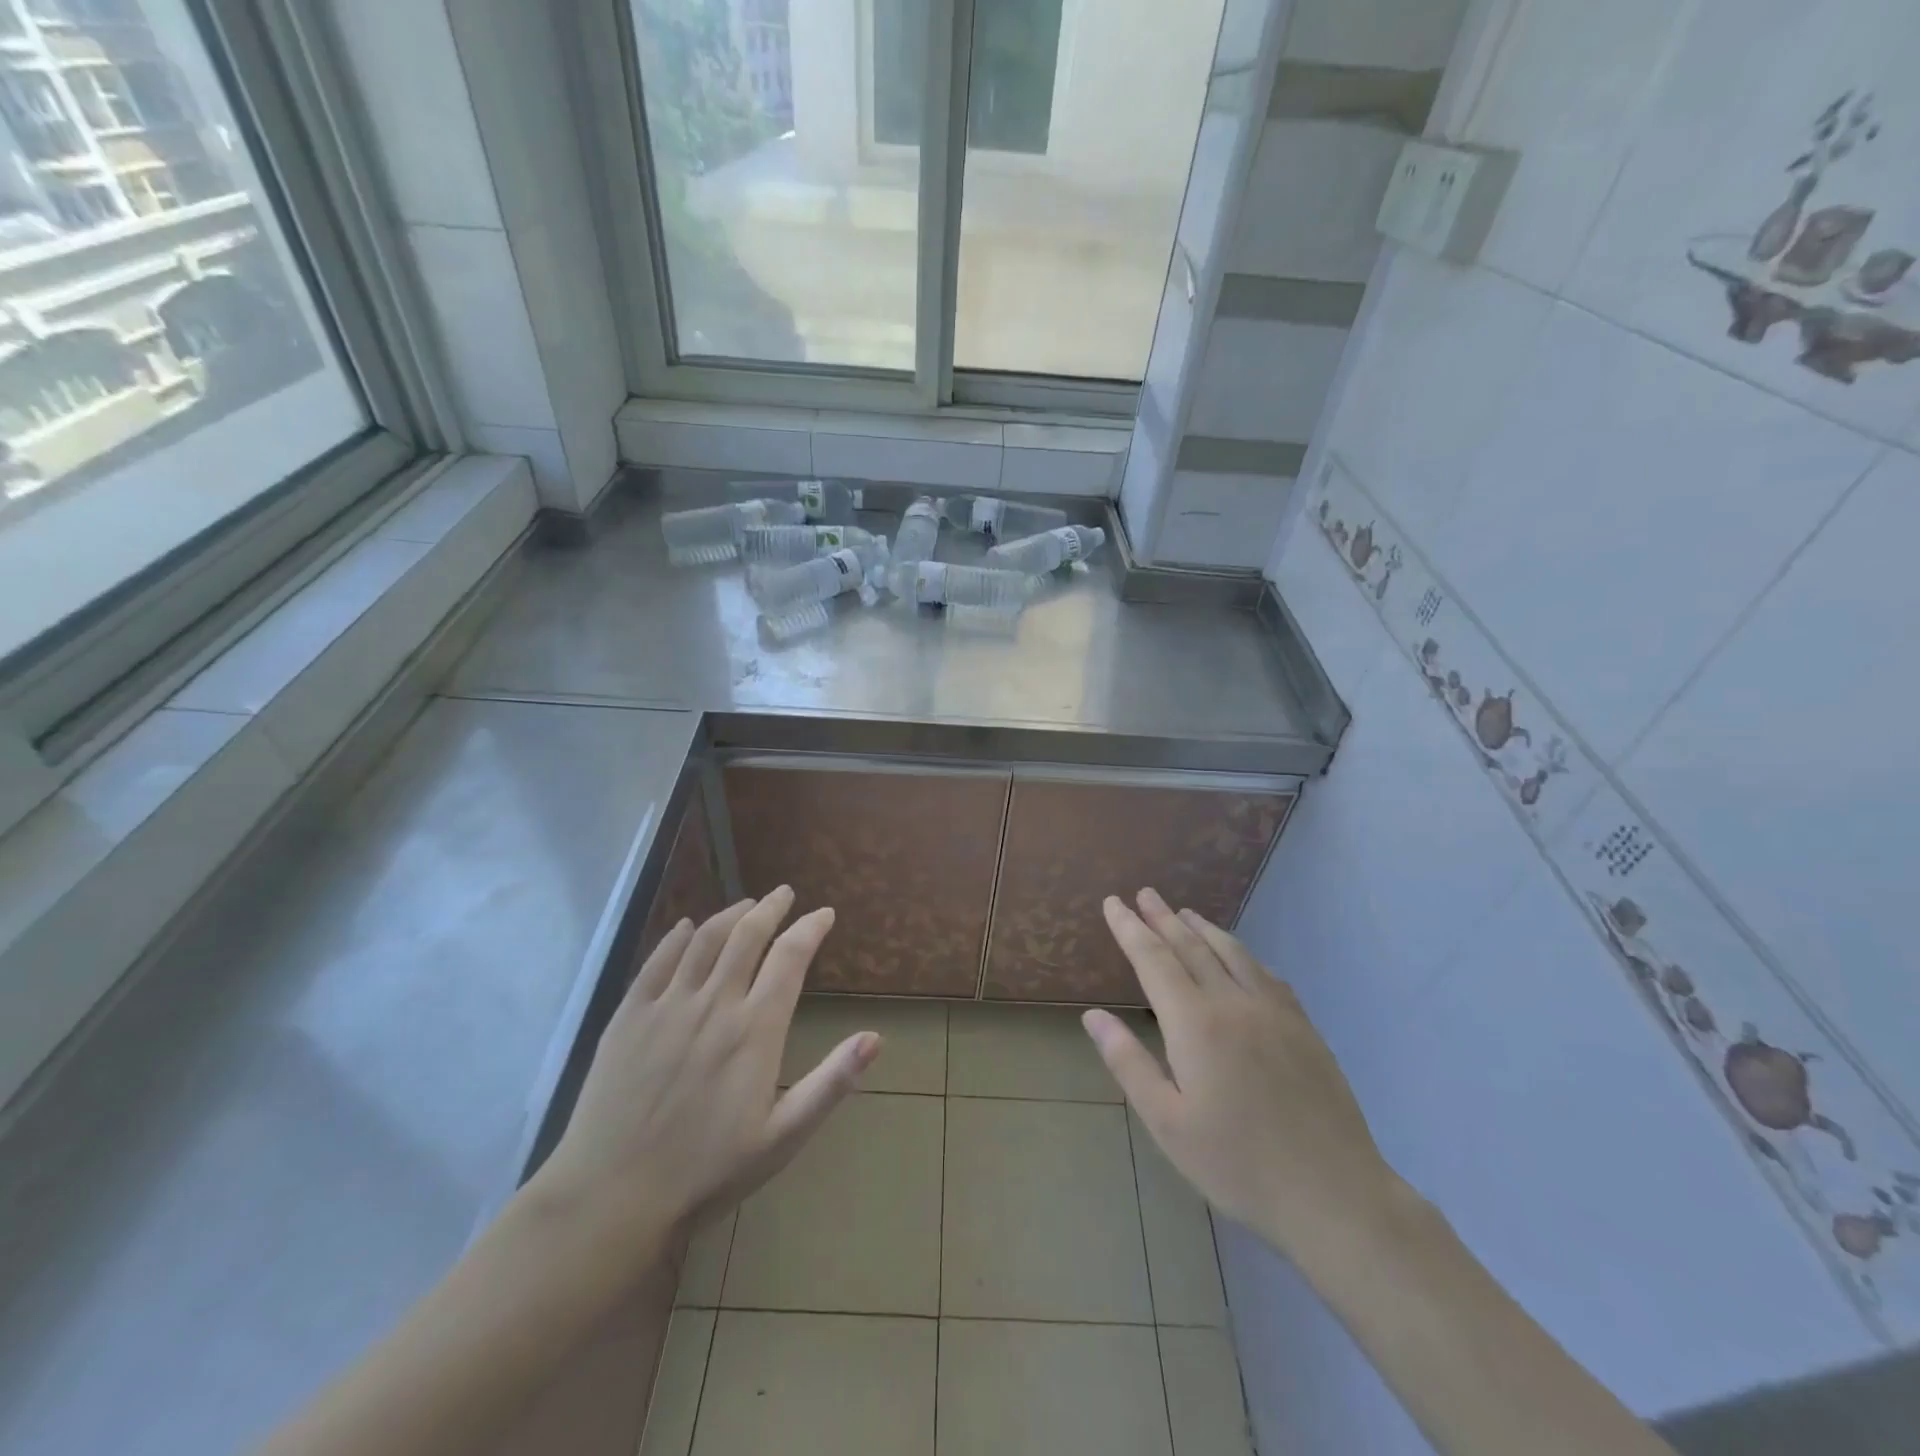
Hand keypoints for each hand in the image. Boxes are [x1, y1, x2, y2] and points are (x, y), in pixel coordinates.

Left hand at [527, 889, 878, 1274]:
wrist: (612, 1199)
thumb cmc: (707, 1173)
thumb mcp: (782, 1138)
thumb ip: (831, 1083)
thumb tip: (875, 1038)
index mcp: (755, 1030)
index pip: (790, 957)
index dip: (810, 928)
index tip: (824, 913)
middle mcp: (714, 1004)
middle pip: (747, 935)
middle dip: (771, 908)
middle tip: (784, 894)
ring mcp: (667, 1006)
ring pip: (704, 939)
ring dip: (730, 915)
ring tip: (746, 904)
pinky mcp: (629, 1016)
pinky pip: (657, 961)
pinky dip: (677, 937)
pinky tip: (686, 927)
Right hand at [1083, 889, 1401, 1255]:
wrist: (1333, 1193)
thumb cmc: (1238, 1164)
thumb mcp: (1167, 1122)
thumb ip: (1128, 1062)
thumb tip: (1093, 1015)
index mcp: (1195, 1023)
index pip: (1153, 959)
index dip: (1130, 929)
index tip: (1113, 902)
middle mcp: (1233, 1002)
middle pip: (1190, 946)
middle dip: (1162, 918)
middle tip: (1144, 893)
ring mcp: (1273, 1011)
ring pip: (1231, 952)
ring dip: (1202, 928)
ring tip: (1183, 912)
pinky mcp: (1303, 1026)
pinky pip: (1265, 973)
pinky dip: (1241, 953)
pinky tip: (1238, 955)